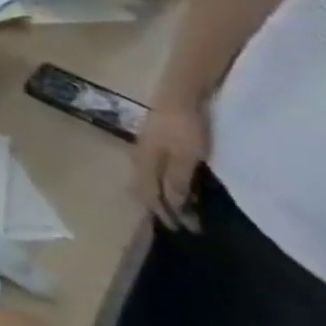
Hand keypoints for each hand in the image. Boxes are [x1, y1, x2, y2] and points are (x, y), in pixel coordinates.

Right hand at [132, 99, 208, 231]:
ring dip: (159, 195)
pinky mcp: (152, 142)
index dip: (168, 214)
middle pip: (144, 189)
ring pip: (146, 179)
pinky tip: (170, 183)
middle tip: (178, 223)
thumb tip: (173, 206)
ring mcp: (144, 149)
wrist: (180, 96)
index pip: (152, 196)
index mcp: (144, 164)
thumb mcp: (186, 157)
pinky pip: (152, 170)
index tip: (187, 230)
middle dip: (159, 208)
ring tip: (174, 207)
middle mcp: (139, 159)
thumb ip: (178, 181)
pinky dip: (160, 183)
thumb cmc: (184, 128)